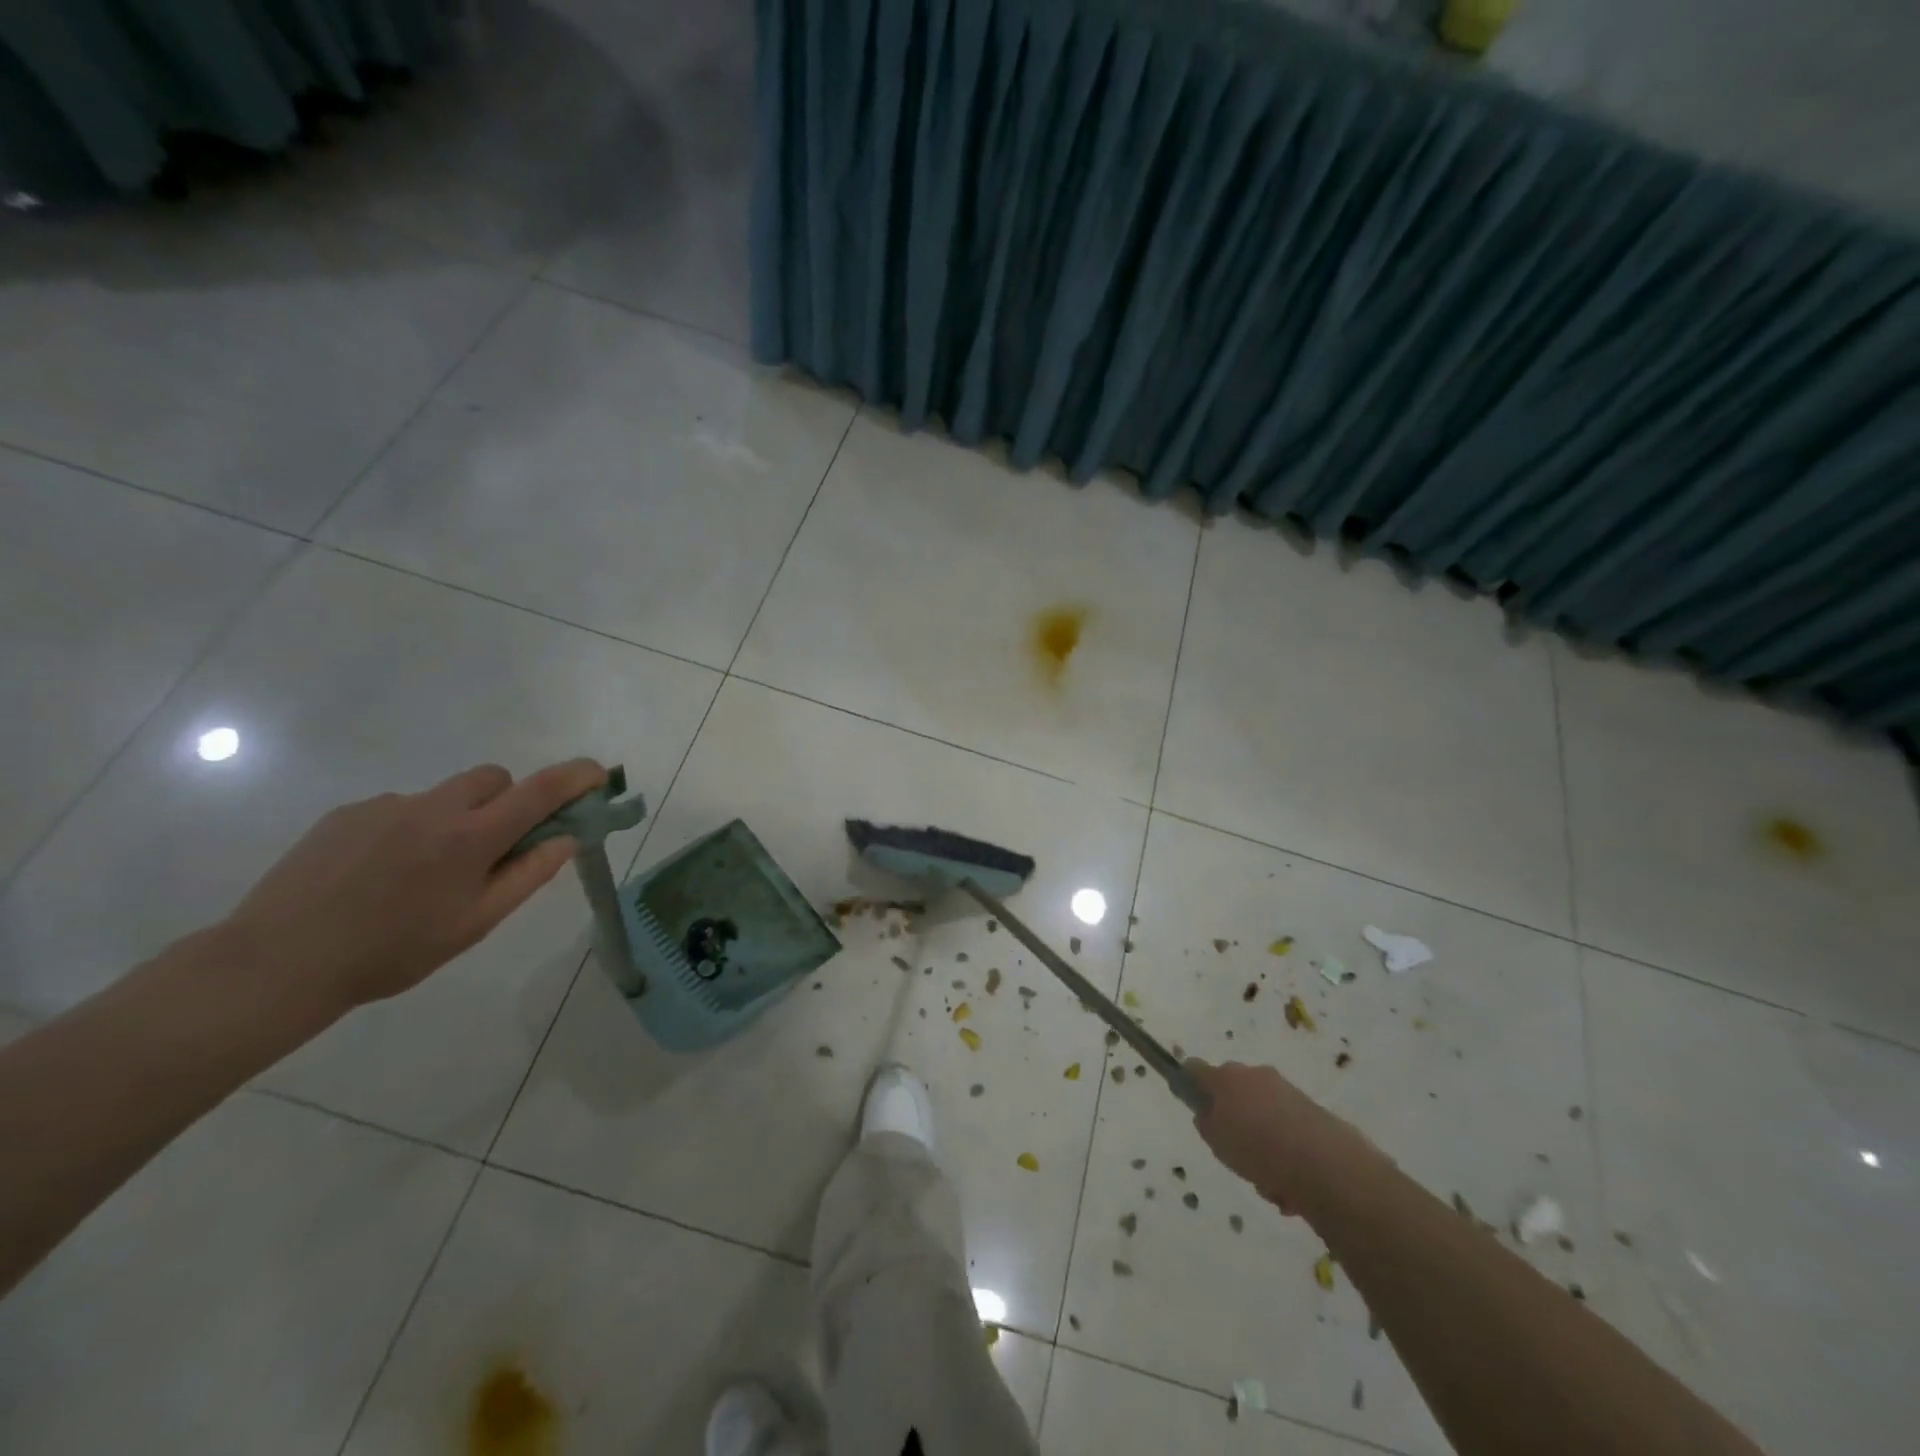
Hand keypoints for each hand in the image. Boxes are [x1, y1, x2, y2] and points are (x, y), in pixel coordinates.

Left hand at [220, 759, 606, 1012]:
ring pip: (446, 795)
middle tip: (496, 846)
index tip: (598, 775)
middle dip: (509, 800)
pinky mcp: (348, 813)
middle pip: (494, 778)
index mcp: (471, 837)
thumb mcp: (475, 923)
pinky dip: (411, 829)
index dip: (576, 777)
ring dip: (457, 818)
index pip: (540, 790)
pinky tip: (380, 874)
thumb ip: (527, 875)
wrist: (278, 963)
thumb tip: (566, 839)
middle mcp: (434, 808)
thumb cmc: (392, 951)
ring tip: (424, 873)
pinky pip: (401, 808)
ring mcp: (387, 806)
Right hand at [1187, 1059, 1353, 1214]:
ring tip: (1268, 1183)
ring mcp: (1287, 1092)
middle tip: (1235, 1153)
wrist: (1326, 1165)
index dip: (1190, 1084)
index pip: (1196, 1070)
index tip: (1192, 1103)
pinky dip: (1286, 1156)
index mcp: (1227, 1077)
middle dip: (1234, 1120)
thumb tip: (1209, 1114)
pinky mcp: (1314, 1114)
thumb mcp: (1216, 1140)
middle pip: (1234, 1093)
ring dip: (1262, 1144)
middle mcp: (1255, 1076)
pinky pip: (1287, 1132)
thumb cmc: (1258, 1148)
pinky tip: (1290, 1189)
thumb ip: (1207, 1123)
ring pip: (1262, 1116)